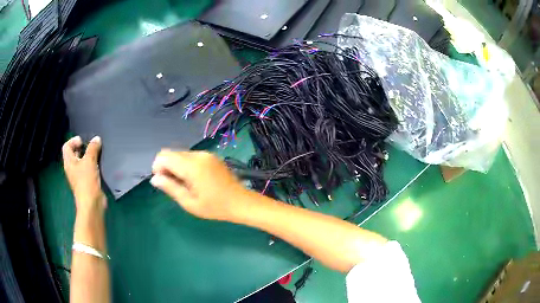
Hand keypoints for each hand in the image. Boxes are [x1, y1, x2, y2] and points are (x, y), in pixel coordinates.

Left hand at [62, 136, 105, 215]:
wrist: (92, 204)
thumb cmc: (86, 181)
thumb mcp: (89, 161)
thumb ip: (93, 148)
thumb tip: (96, 139)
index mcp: (68, 162)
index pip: (66, 146)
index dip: (73, 140)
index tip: (83, 141)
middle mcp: (72, 169)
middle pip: (74, 153)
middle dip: (82, 148)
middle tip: (92, 146)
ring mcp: (79, 177)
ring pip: (82, 162)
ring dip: (88, 157)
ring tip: (97, 155)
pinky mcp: (86, 183)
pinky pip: (88, 170)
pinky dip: (92, 166)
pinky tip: (99, 166)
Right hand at [151, 150, 248, 220]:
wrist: (241, 202)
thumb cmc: (215, 207)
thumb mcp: (189, 202)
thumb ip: (170, 188)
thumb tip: (154, 179)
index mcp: (191, 166)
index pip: (164, 156)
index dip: (158, 168)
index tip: (163, 182)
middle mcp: (198, 155)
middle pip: (171, 153)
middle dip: (166, 167)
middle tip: (174, 185)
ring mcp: (206, 154)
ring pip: (181, 154)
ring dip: (176, 166)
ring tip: (185, 184)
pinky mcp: (211, 156)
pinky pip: (191, 157)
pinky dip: (186, 165)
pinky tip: (194, 180)